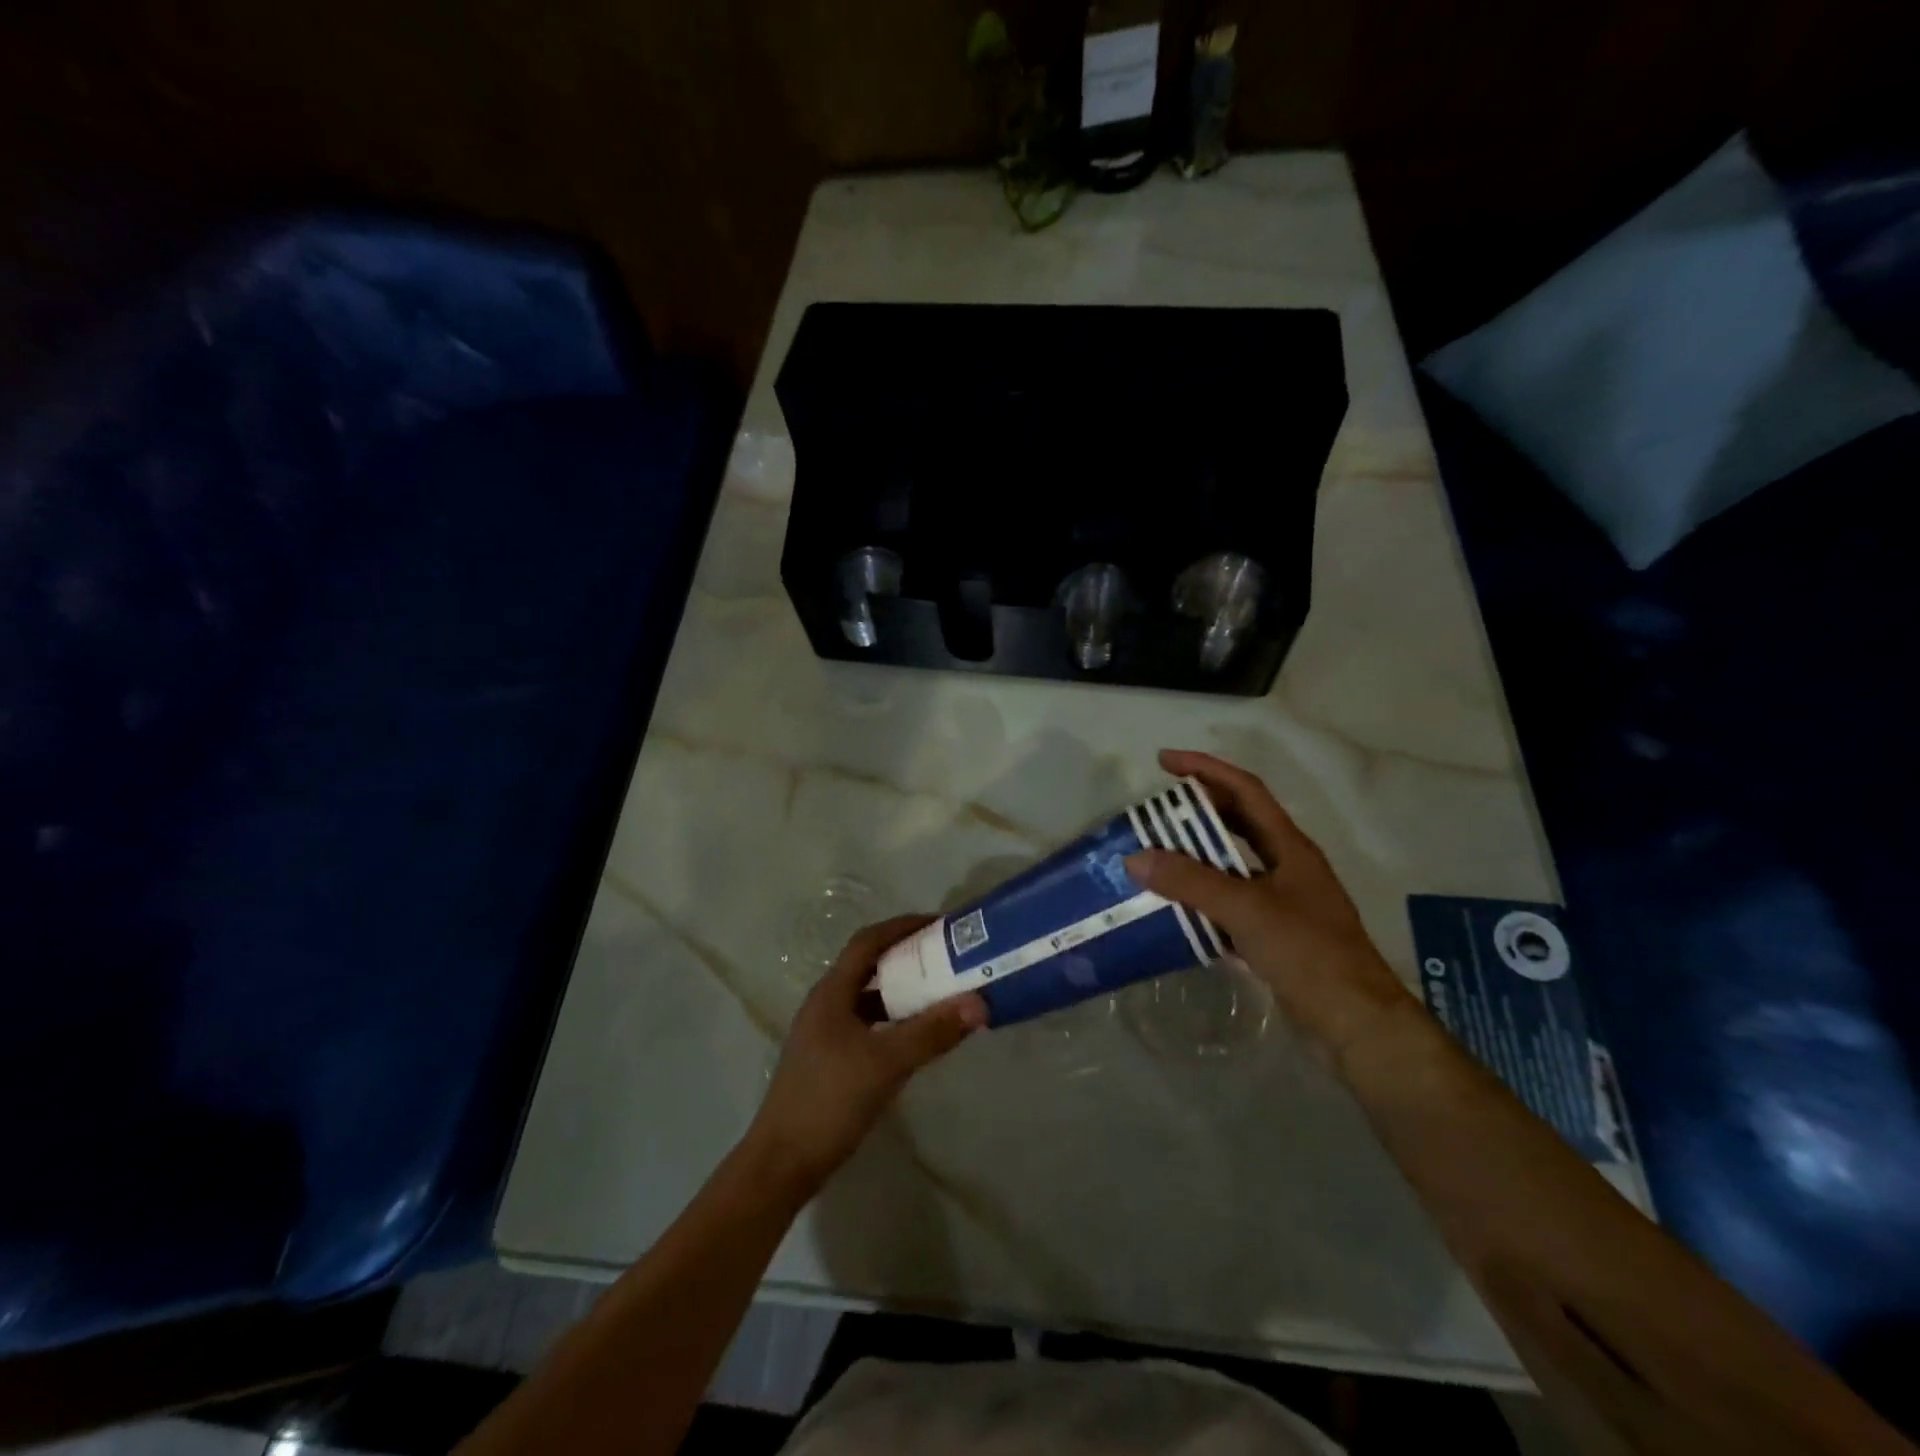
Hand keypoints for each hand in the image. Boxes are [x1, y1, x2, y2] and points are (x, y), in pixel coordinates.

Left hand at [746, 915, 986, 1194]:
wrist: (781, 1164)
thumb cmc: (830, 1101)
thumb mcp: (887, 1063)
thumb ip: (933, 1032)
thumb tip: (979, 1003)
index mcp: (832, 992)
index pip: (868, 941)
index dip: (902, 926)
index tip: (939, 924)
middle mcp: (825, 1004)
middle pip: (869, 965)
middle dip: (907, 956)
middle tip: (947, 958)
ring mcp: (824, 1033)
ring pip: (868, 997)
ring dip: (901, 990)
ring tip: (939, 993)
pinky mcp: (828, 1059)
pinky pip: (867, 1024)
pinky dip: (893, 1020)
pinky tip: (915, 1037)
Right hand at [1126, 749, 1416, 1066]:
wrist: (1355, 1022)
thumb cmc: (1308, 952)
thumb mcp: (1247, 909)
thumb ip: (1191, 882)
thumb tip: (1137, 857)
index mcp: (1289, 846)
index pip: (1245, 790)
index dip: (1205, 769)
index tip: (1164, 761)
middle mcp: (1286, 866)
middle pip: (1238, 823)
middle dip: (1197, 811)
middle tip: (1154, 811)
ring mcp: (1282, 901)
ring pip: (1231, 866)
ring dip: (1195, 858)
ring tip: (1155, 855)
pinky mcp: (1274, 935)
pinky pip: (1229, 904)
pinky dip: (1201, 899)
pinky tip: (1174, 908)